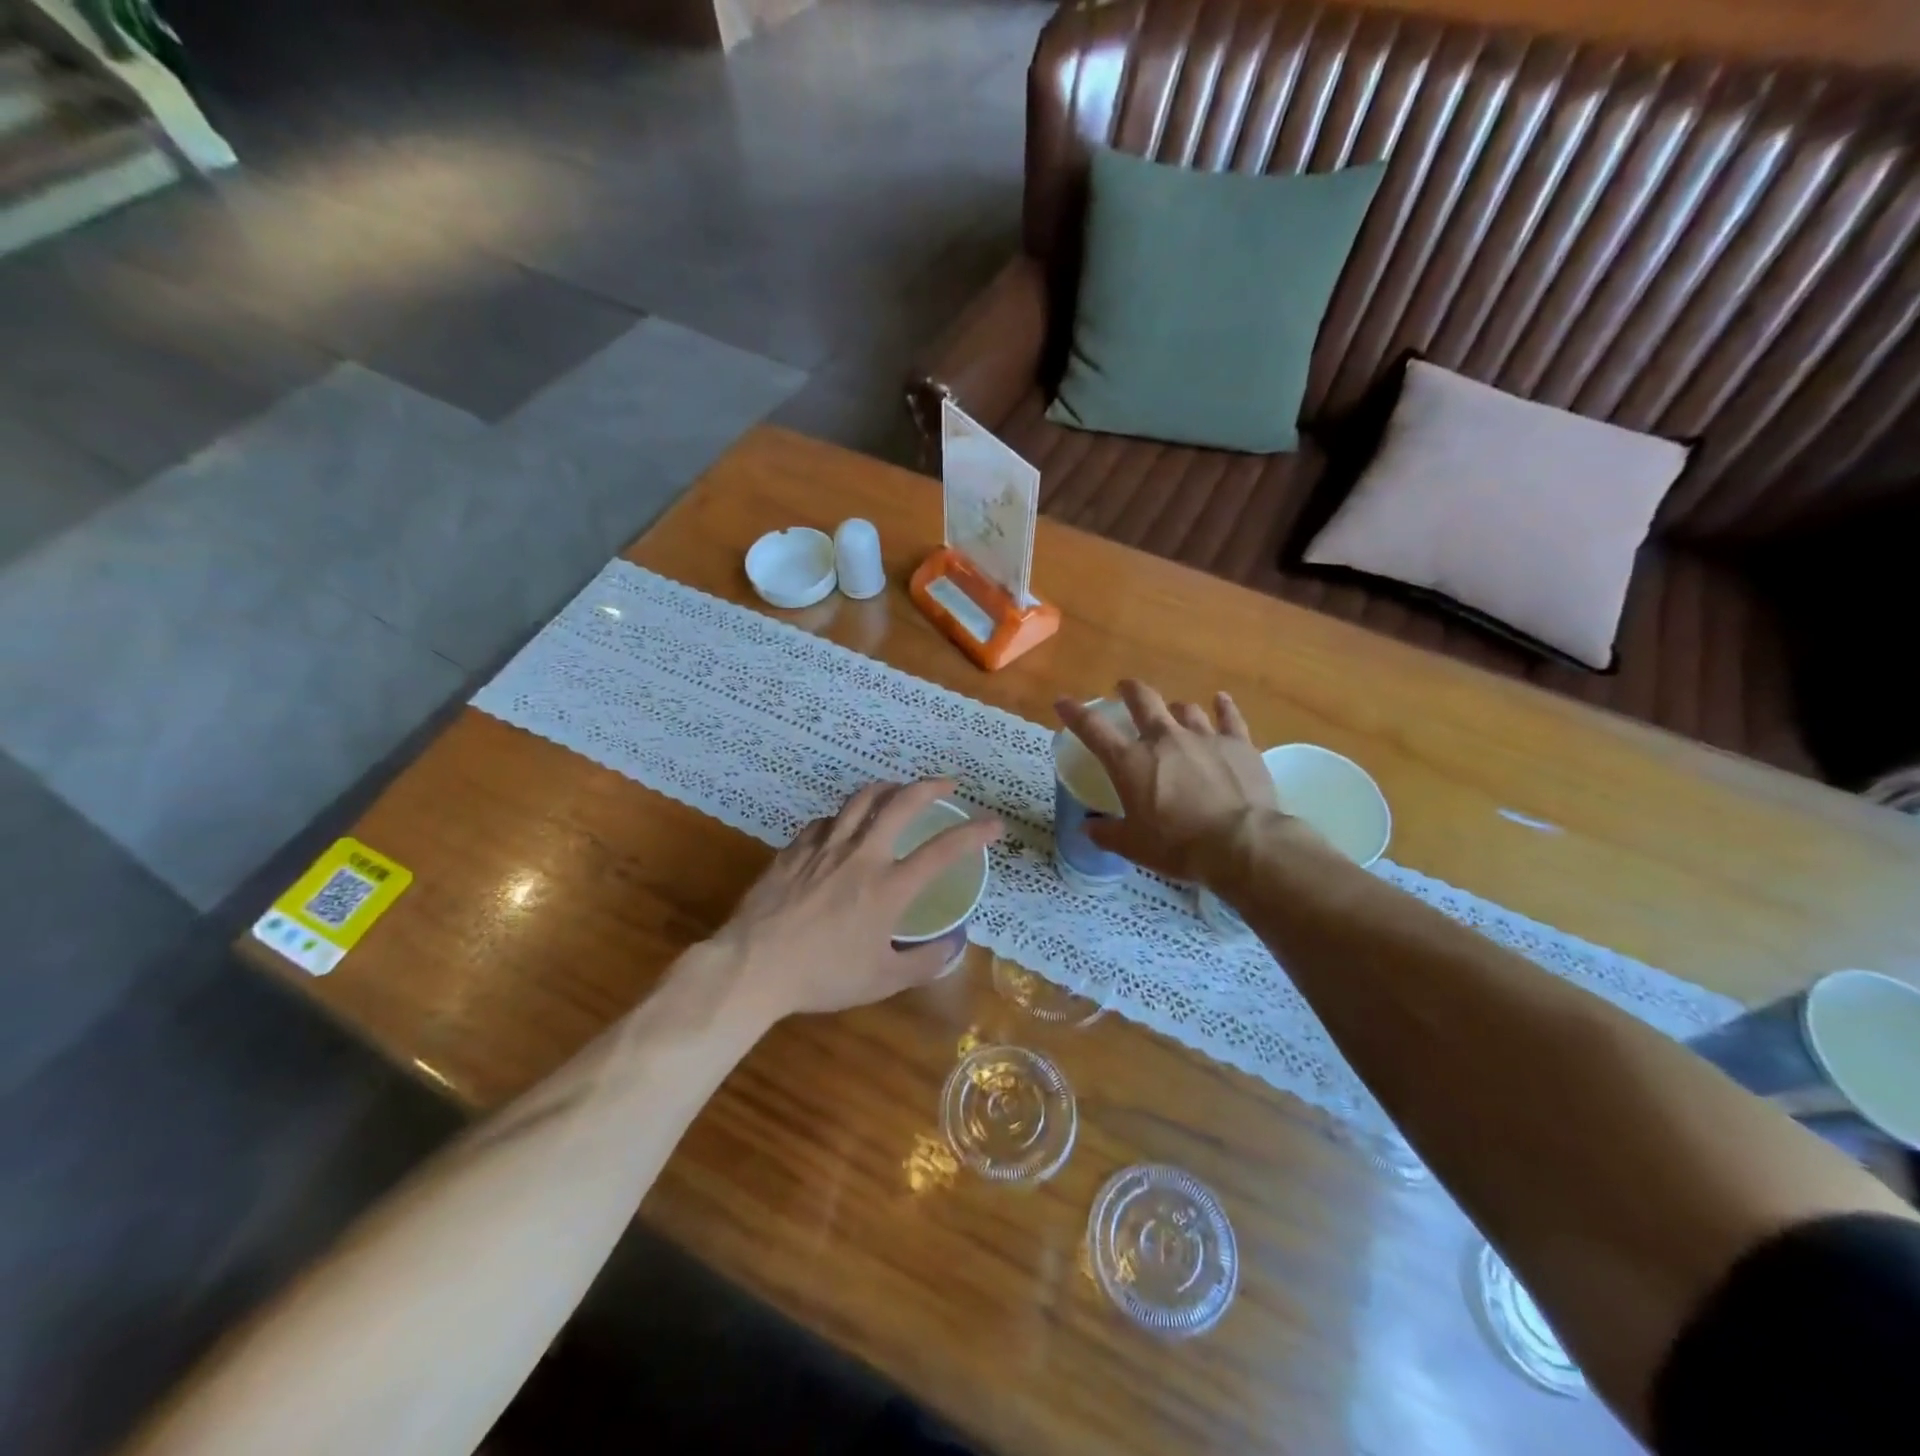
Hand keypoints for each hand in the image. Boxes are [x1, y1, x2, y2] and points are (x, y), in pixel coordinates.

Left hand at [710, 779, 1001, 1021]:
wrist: (754, 966)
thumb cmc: (822, 976)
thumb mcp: (882, 980)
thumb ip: (924, 962)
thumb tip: (952, 945)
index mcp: (889, 887)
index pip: (943, 850)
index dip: (975, 832)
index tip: (994, 824)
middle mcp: (861, 855)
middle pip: (901, 803)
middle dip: (930, 786)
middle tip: (947, 785)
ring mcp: (825, 847)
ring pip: (860, 799)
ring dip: (887, 788)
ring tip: (898, 790)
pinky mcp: (795, 848)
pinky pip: (826, 820)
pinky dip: (844, 816)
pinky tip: (843, 826)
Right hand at [1055, 680, 1279, 882]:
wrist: (1239, 843)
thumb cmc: (1177, 845)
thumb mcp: (1133, 846)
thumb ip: (1107, 833)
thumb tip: (1087, 828)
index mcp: (1130, 762)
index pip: (1093, 729)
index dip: (1075, 713)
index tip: (1063, 702)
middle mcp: (1163, 739)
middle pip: (1143, 700)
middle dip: (1129, 691)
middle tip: (1124, 688)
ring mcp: (1203, 737)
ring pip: (1184, 709)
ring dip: (1175, 709)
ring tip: (1174, 712)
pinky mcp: (1238, 744)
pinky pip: (1229, 717)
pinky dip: (1223, 707)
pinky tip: (1221, 700)